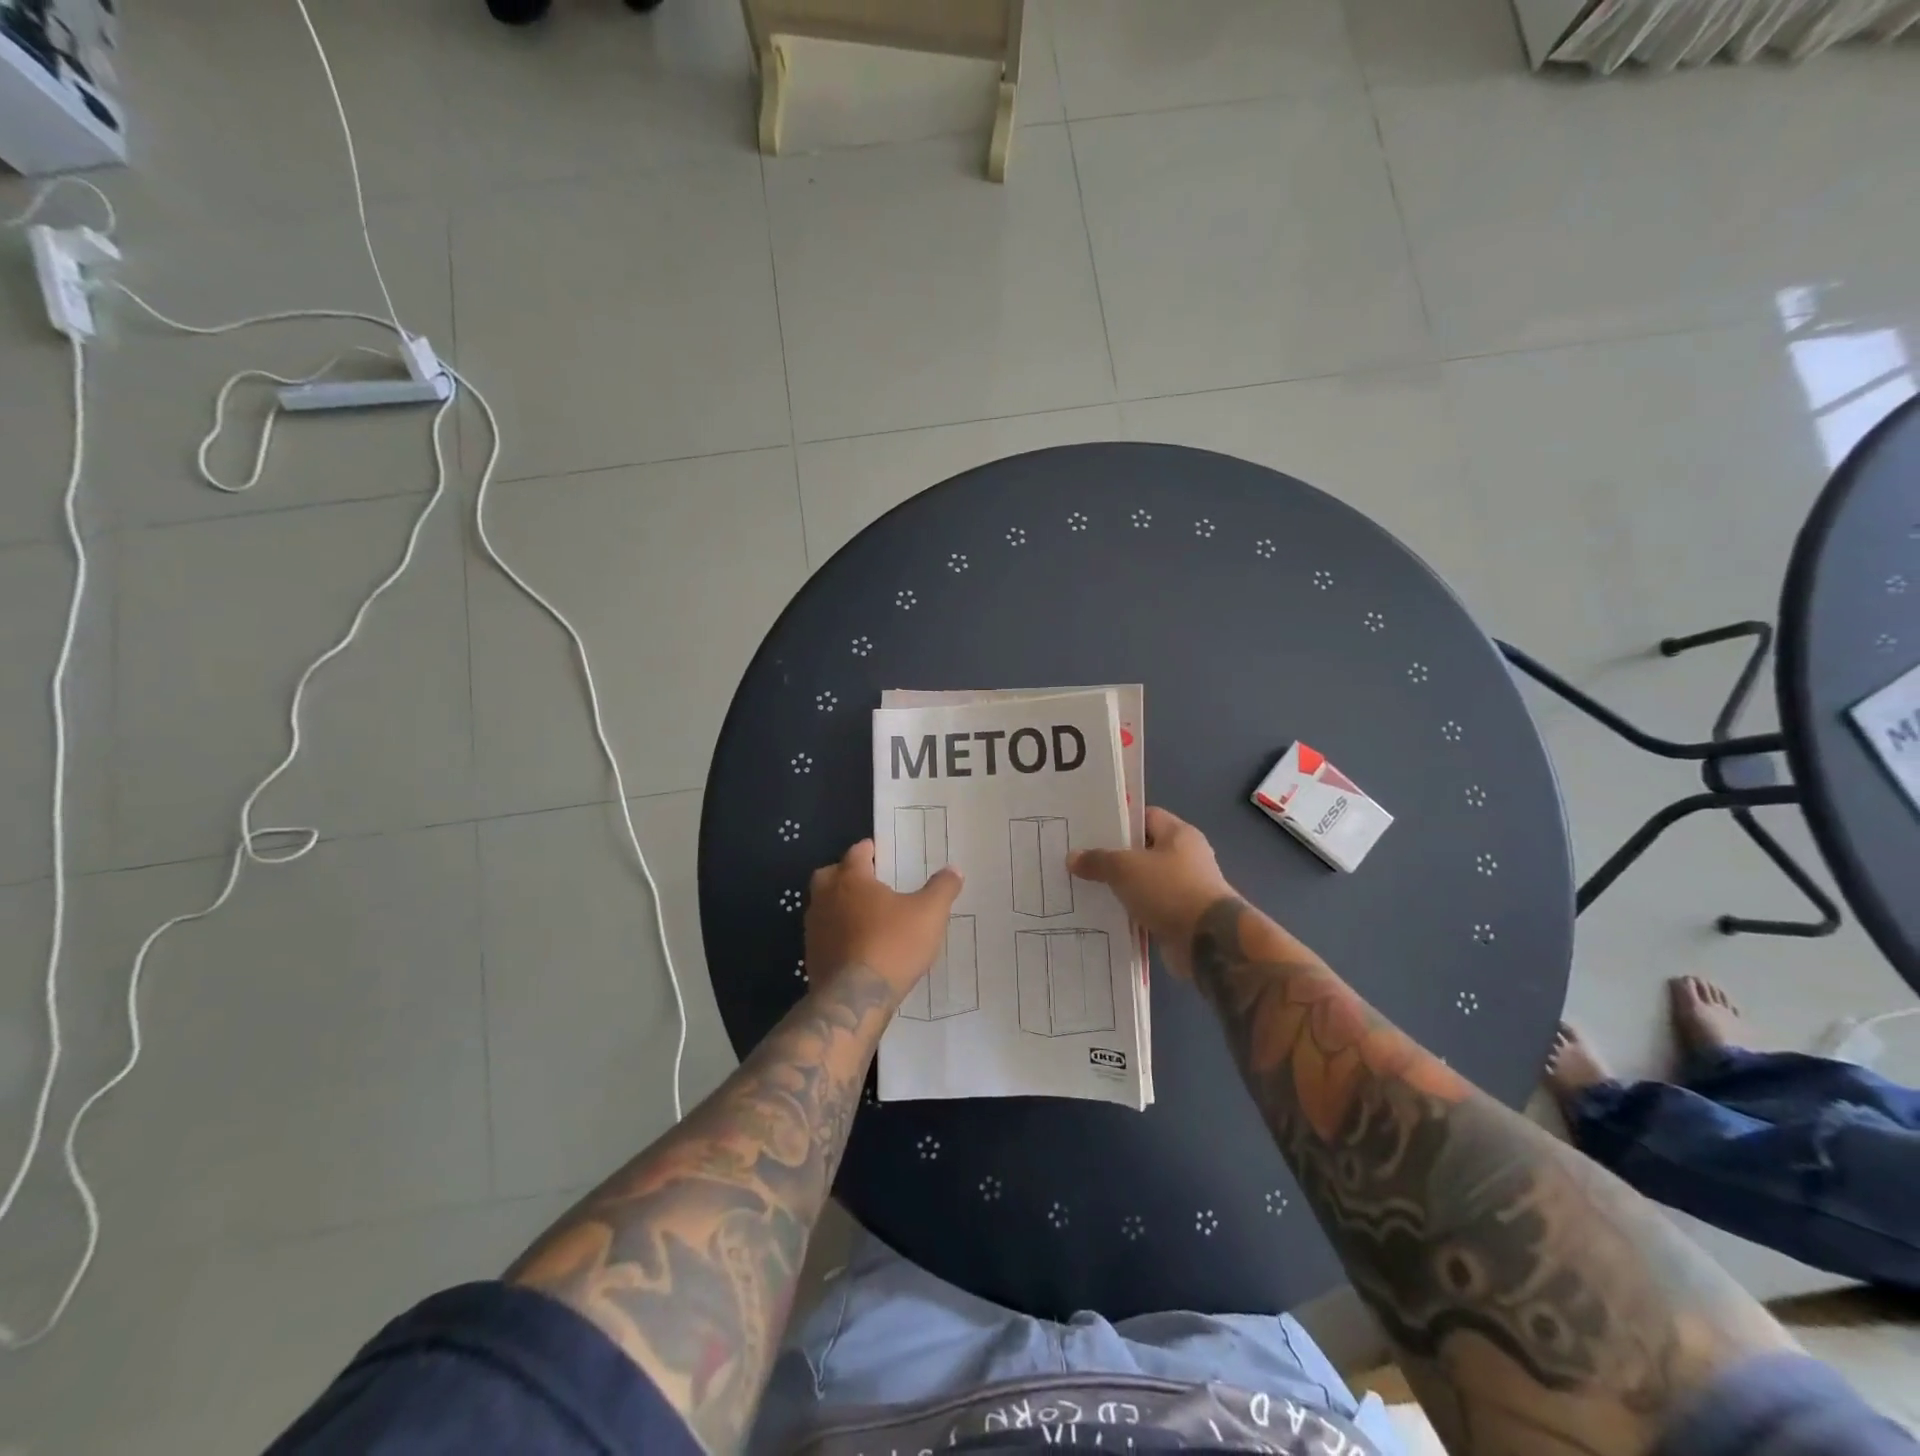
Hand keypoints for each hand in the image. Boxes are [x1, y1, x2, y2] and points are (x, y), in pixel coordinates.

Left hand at [805, 840, 963, 1004]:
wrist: (855, 999)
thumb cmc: (893, 945)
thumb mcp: (929, 914)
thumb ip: (942, 889)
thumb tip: (954, 869)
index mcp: (851, 879)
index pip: (857, 853)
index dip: (868, 850)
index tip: (878, 852)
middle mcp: (826, 897)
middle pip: (830, 875)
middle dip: (845, 874)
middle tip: (868, 881)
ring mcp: (814, 928)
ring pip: (823, 905)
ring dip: (839, 905)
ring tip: (865, 915)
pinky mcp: (811, 956)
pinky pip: (824, 934)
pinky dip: (837, 933)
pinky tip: (857, 945)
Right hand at [1068, 807, 1234, 977]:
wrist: (1207, 942)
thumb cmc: (1169, 890)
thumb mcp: (1125, 868)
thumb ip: (1098, 860)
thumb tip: (1072, 857)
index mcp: (1179, 835)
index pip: (1146, 817)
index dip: (1119, 820)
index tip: (1090, 828)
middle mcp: (1185, 858)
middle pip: (1143, 850)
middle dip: (1114, 856)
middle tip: (1080, 858)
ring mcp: (1184, 889)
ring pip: (1144, 882)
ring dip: (1121, 887)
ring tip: (1084, 886)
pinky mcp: (1180, 918)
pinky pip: (1148, 908)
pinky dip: (1130, 912)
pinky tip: (1103, 914)